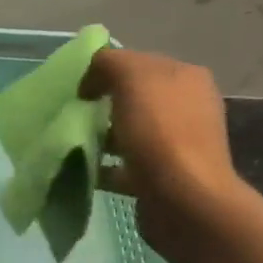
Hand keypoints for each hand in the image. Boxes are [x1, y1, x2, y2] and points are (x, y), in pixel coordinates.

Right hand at [80, 47, 246, 256]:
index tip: (79, 90)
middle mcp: (188, 106)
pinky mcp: (163, 177)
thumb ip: (109, 62)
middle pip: (135, 98)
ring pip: (130, 132)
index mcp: (186, 77)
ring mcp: (178, 144)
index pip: (139, 62)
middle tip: (74, 116)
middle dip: (103, 105)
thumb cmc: (159, 133)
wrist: (182, 199)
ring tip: (75, 144)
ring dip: (103, 137)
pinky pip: (126, 166)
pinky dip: (106, 167)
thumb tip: (93, 74)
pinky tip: (86, 171)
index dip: (106, 71)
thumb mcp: (132, 78)